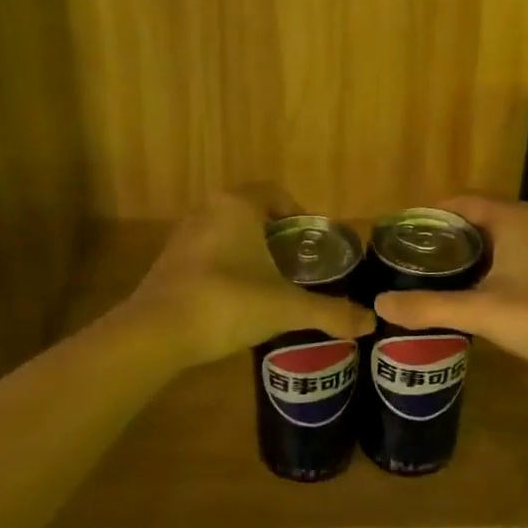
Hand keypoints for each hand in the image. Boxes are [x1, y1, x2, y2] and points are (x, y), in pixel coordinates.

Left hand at [123, 187, 376, 368]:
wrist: (157, 333)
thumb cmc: (228, 303)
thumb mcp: (286, 308)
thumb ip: (330, 312)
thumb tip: (371, 322)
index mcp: (237, 206)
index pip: (276, 193)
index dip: (299, 215)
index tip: (313, 246)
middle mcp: (208, 210)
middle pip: (253, 213)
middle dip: (277, 237)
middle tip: (299, 267)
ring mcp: (183, 236)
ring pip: (228, 234)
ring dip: (251, 253)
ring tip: (272, 285)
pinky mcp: (168, 262)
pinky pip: (208, 254)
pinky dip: (227, 268)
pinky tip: (238, 301)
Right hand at [372, 194, 527, 391]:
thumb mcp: (482, 313)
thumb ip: (429, 306)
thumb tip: (380, 303)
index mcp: (512, 218)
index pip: (460, 201)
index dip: (428, 215)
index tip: (399, 236)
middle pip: (476, 218)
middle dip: (443, 235)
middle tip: (407, 258)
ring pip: (494, 239)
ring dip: (465, 252)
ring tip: (430, 274)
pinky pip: (510, 255)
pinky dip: (486, 266)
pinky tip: (470, 292)